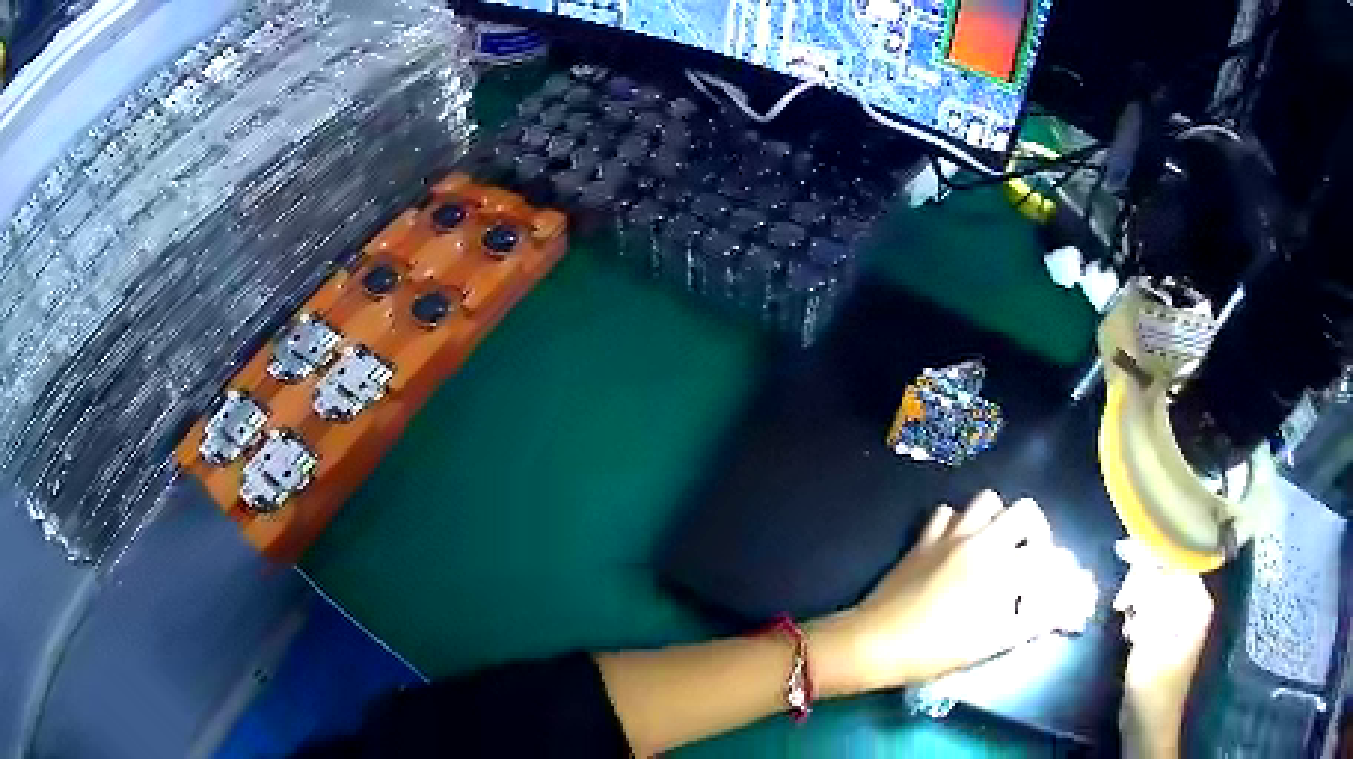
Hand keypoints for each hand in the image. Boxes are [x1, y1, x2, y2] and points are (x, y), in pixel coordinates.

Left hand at [809, 491, 1097, 694]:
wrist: (877, 642)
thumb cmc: (937, 649)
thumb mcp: (991, 644)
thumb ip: (1029, 623)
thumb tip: (1055, 611)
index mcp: (1002, 567)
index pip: (1045, 549)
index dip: (1055, 561)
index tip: (1049, 577)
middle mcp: (981, 540)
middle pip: (1025, 510)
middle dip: (1035, 529)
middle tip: (1028, 555)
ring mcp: (949, 535)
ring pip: (986, 501)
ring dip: (998, 518)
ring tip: (995, 546)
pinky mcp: (923, 538)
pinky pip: (947, 513)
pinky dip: (958, 522)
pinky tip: (956, 545)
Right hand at [1113, 539, 1212, 758]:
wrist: (1147, 725)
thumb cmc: (1153, 685)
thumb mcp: (1150, 640)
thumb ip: (1149, 598)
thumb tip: (1142, 561)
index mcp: (1196, 602)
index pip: (1175, 562)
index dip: (1150, 553)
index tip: (1122, 550)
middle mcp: (1191, 603)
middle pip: (1165, 574)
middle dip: (1140, 582)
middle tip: (1121, 603)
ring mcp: (1178, 618)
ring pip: (1155, 591)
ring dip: (1137, 599)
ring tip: (1124, 618)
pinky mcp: (1164, 632)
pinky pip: (1150, 608)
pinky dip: (1137, 614)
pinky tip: (1129, 630)